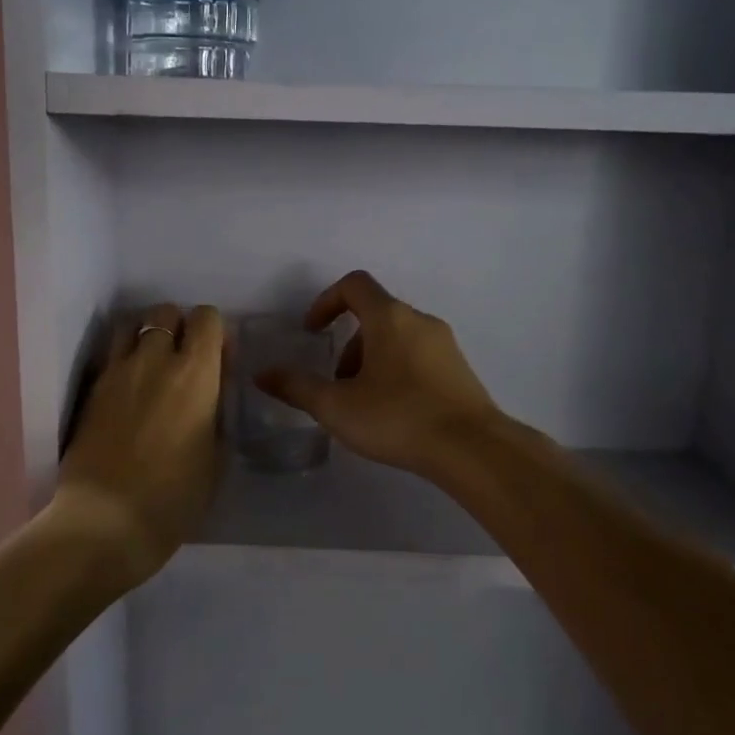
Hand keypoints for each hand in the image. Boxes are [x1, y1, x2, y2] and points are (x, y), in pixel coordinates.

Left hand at [56, 303, 223, 585]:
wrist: (106, 521)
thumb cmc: (174, 498)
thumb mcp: (216, 457)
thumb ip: (217, 412)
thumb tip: (212, 391)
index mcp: (195, 374)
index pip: (206, 318)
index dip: (215, 332)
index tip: (218, 360)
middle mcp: (154, 360)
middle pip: (165, 313)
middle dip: (179, 327)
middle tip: (183, 362)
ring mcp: (116, 373)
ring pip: (130, 326)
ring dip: (145, 337)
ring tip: (151, 369)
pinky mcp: (90, 391)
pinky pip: (109, 357)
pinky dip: (122, 361)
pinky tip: (128, 392)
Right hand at [256, 271, 503, 479]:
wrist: (472, 448)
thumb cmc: (398, 417)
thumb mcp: (336, 406)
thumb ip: (296, 387)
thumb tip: (262, 374)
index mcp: (390, 317)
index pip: (354, 285)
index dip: (326, 302)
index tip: (312, 332)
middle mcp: (420, 321)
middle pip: (375, 315)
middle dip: (348, 345)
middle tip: (337, 384)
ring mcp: (445, 345)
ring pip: (397, 339)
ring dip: (371, 361)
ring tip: (363, 405)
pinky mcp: (460, 370)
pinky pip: (418, 357)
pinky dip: (397, 372)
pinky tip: (394, 414)